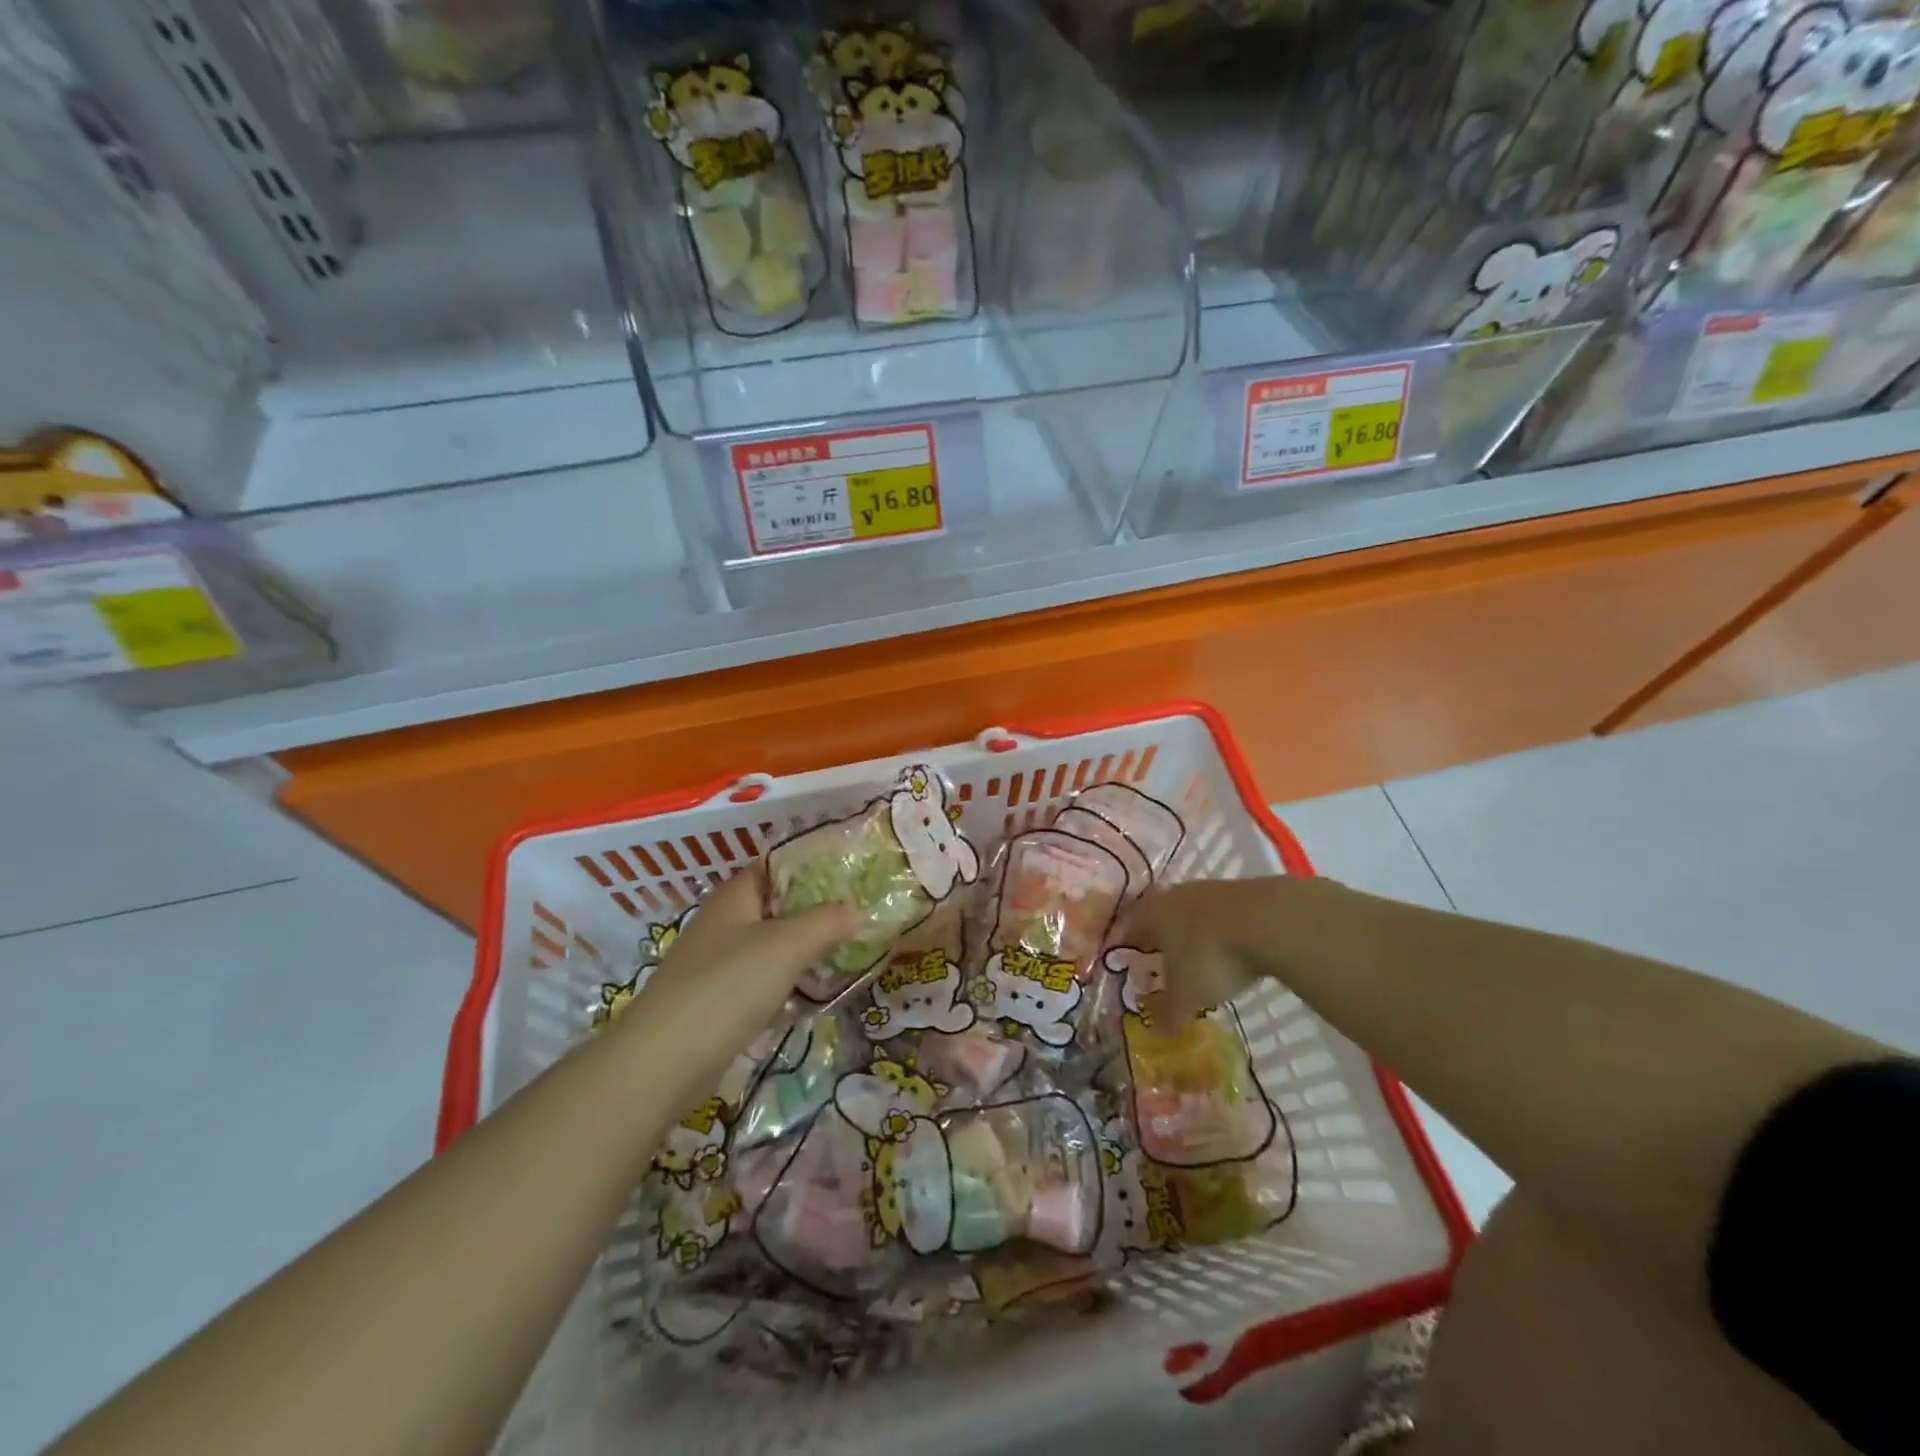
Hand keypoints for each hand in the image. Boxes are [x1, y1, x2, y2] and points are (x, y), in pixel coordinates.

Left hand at [618, 867, 858, 1093]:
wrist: (665, 1060)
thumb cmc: (729, 985)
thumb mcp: (788, 944)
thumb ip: (827, 921)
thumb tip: (857, 911)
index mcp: (736, 895)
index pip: (779, 866)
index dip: (816, 866)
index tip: (855, 875)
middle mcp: (726, 922)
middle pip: (780, 907)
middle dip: (819, 912)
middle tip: (863, 916)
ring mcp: (721, 963)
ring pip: (774, 947)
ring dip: (807, 951)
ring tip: (851, 954)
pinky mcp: (721, 1002)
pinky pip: (765, 982)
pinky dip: (791, 985)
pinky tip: (818, 995)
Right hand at [1122, 876, 1326, 1023]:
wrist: (1269, 920)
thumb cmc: (1210, 956)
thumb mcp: (1186, 996)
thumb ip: (1168, 1014)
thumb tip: (1156, 1030)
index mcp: (1149, 913)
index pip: (1127, 929)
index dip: (1126, 950)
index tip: (1129, 968)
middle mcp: (1172, 895)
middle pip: (1159, 918)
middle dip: (1160, 942)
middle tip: (1163, 967)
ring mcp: (1207, 889)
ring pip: (1190, 914)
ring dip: (1192, 935)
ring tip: (1200, 962)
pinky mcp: (1240, 890)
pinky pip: (1220, 915)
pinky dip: (1220, 932)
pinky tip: (1232, 952)